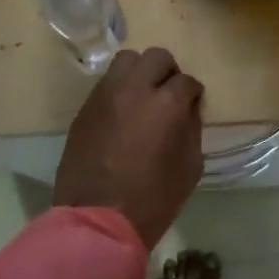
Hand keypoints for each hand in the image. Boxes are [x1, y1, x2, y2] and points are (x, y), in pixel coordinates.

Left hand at [54, 47, 204, 249]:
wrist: (98, 221)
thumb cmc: (153, 200)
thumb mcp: (190, 167)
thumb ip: (191, 130)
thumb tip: (187, 111)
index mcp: (166, 104)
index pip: (187, 81)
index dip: (193, 93)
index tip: (192, 106)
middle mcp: (135, 89)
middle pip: (156, 57)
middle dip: (168, 72)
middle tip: (169, 94)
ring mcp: (105, 95)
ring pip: (126, 60)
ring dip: (139, 73)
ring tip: (142, 96)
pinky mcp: (85, 108)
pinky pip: (105, 84)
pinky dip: (118, 90)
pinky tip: (121, 113)